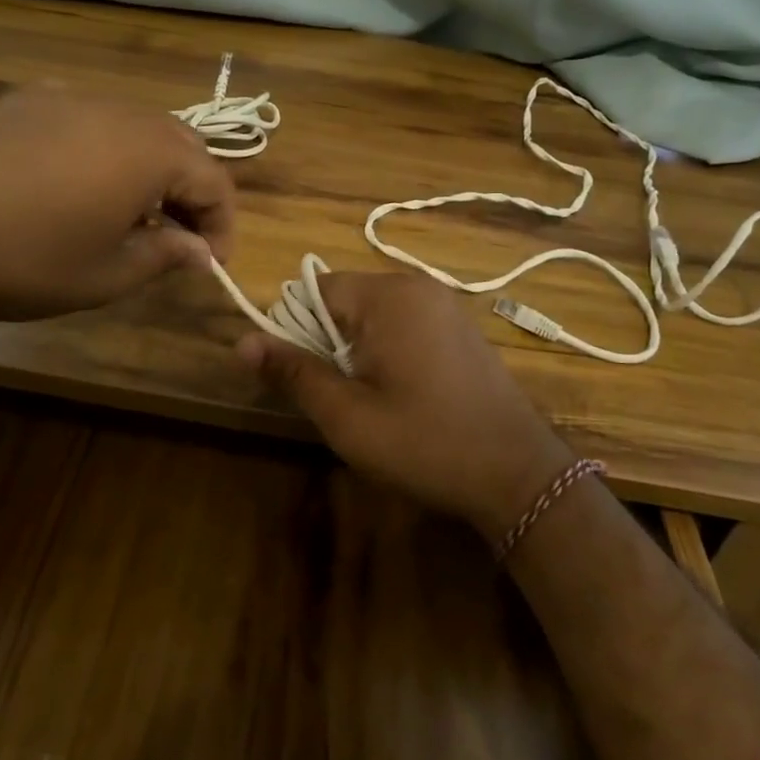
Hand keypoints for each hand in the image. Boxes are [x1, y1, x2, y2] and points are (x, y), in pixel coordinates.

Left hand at [0, 86, 234, 325]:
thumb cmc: (25, 259)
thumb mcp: (105, 275)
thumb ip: (164, 257)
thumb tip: (199, 252)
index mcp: (150, 153)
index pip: (215, 182)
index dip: (222, 226)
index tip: (210, 264)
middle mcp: (119, 112)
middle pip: (181, 145)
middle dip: (191, 192)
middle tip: (178, 238)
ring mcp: (69, 98)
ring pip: (135, 127)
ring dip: (149, 169)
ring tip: (130, 214)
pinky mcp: (25, 101)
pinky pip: (88, 120)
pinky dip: (104, 151)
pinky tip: (74, 187)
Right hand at [237, 273, 574, 538]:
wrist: (517, 473)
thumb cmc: (424, 442)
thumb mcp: (346, 415)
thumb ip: (293, 372)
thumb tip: (242, 341)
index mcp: (388, 296)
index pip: (314, 289)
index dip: (295, 330)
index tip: (302, 377)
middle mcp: (417, 286)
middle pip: (344, 299)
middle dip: (328, 342)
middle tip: (339, 397)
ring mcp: (445, 305)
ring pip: (374, 315)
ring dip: (357, 349)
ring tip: (370, 400)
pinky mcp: (461, 327)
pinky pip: (405, 324)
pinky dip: (388, 350)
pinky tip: (403, 394)